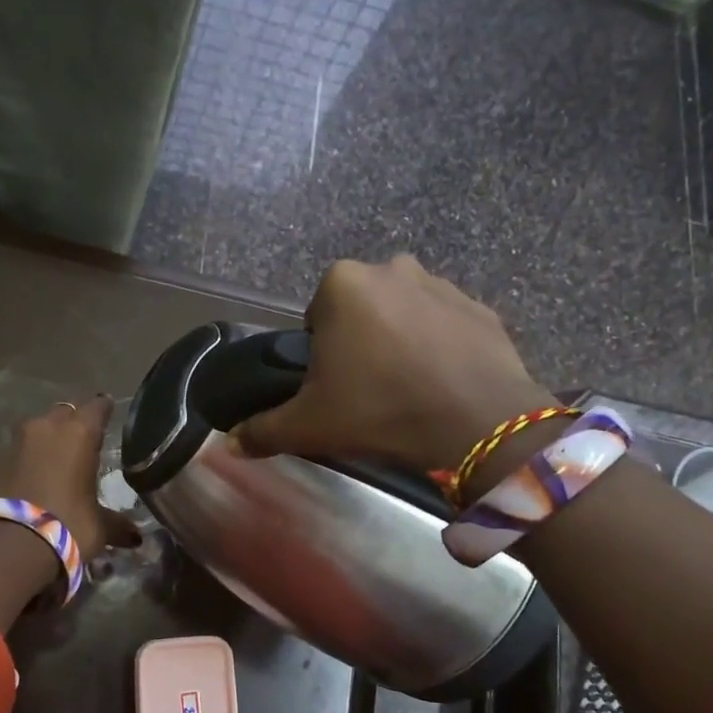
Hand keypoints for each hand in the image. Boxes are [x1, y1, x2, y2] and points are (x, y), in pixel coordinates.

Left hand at [0, 395, 140, 556]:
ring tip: (53, 462)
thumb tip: (135, 537)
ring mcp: (13, 444)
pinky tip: (28, 483)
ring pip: (34, 431)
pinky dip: (22, 463)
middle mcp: (45, 429)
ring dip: (44, 441)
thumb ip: (116, 525)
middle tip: (81, 442)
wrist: (7, 548)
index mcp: (78, 435)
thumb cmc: (66, 527)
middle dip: (72, 423)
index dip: (104, 409)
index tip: (108, 411)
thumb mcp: (99, 528)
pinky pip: (13, 454)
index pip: (97, 407)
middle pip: (63, 413)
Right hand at [234, 256, 554, 473]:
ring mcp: (442, 284)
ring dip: (401, 339)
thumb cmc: (380, 411)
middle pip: (361, 309)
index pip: (317, 315)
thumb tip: (231, 443)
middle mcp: (392, 268)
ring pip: (405, 313)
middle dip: (361, 340)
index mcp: (342, 284)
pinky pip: (447, 325)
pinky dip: (441, 347)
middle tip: (368, 389)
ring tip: (408, 388)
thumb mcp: (310, 426)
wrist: (476, 423)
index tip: (335, 386)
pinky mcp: (481, 307)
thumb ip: (263, 430)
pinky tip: (444, 383)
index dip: (322, 352)